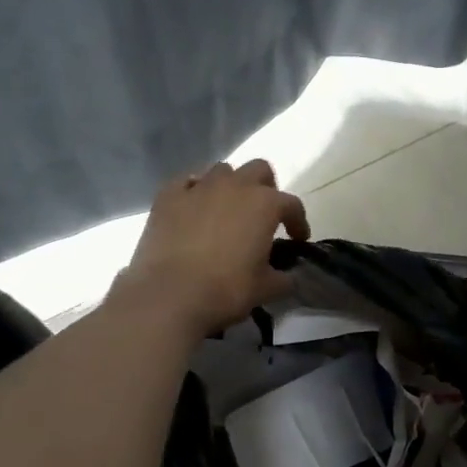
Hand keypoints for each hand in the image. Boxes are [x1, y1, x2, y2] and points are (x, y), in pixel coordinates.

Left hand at [118, 160, 309, 338]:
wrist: (169, 296)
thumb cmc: (226, 290)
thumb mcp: (265, 289)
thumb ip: (283, 278)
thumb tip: (289, 276)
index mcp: (264, 204)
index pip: (291, 204)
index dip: (298, 221)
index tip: (298, 238)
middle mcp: (234, 186)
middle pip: (258, 170)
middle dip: (265, 189)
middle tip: (263, 215)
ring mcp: (198, 187)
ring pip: (222, 172)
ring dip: (230, 186)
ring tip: (227, 211)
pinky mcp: (167, 196)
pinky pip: (186, 182)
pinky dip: (194, 191)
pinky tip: (194, 208)